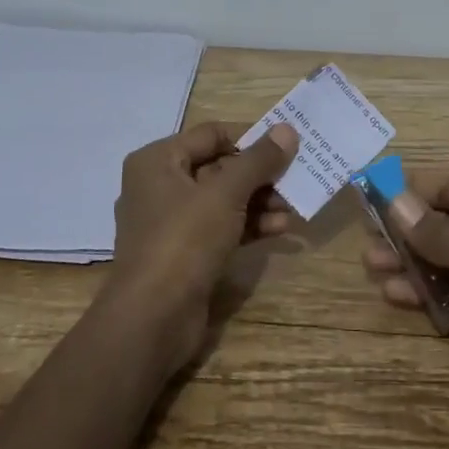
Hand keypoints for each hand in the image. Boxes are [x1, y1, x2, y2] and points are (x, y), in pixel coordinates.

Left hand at [105, 120, 300, 369]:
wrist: (153, 319)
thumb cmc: (184, 240)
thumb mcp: (226, 194)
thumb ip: (258, 160)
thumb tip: (287, 129)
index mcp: (157, 161)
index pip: (211, 134)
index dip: (250, 137)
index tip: (286, 146)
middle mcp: (160, 186)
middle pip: (219, 167)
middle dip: (259, 174)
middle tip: (296, 178)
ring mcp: (171, 223)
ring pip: (223, 200)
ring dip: (260, 201)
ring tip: (294, 207)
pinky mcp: (184, 253)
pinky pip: (221, 227)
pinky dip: (249, 225)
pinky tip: (280, 229)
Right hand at [362, 171, 448, 443]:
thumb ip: (442, 232)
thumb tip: (394, 201)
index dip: (414, 189)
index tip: (372, 192)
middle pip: (444, 224)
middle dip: (406, 229)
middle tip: (366, 237)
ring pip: (442, 262)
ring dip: (408, 262)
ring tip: (372, 267)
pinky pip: (448, 296)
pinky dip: (423, 294)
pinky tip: (395, 296)